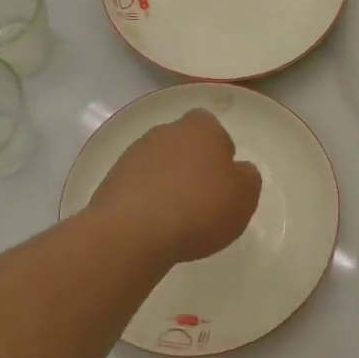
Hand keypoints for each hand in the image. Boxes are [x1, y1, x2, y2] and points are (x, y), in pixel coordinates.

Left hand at [89, 108, 261, 265]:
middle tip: (203, 198)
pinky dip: (146, 201)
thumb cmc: (200, 207)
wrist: (133, 232)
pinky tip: (153, 226)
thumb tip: (239, 170)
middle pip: (183, 143)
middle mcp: (164, 132)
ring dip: (167, 183)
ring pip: (158, 164)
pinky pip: (137, 187)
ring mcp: (133, 155)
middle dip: (191, 165)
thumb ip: (248, 177)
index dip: (219, 150)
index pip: (211, 126)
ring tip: (177, 218)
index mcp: (200, 128)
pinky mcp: (111, 181)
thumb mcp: (244, 196)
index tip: (223, 178)